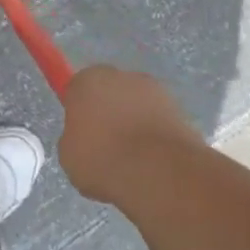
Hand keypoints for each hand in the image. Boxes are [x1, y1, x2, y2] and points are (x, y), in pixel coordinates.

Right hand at [58, 64, 202, 207]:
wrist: (159, 173)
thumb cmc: (102, 159)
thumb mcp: (69, 155)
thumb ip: (75, 138)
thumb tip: (86, 139)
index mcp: (88, 81)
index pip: (77, 88)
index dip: (79, 110)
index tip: (81, 133)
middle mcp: (121, 76)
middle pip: (110, 91)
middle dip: (108, 112)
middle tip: (104, 145)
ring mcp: (155, 91)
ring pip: (136, 105)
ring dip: (134, 123)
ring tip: (131, 158)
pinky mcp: (180, 110)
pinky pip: (157, 121)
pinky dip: (154, 135)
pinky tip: (151, 161)